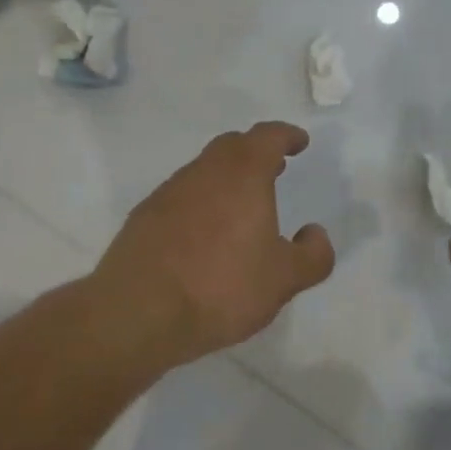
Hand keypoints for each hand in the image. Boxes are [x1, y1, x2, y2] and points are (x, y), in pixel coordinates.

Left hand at [95, 122, 334, 363]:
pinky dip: (199, 203)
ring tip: (240, 205)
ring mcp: (169, 192)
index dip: (286, 136)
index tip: (299, 142)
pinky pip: (180, 197)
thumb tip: (315, 233)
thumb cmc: (220, 287)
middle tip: (274, 168)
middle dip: (256, 152)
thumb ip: (313, 255)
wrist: (135, 313)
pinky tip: (203, 235)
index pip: (268, 137)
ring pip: (204, 170)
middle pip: (233, 145)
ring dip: (226, 177)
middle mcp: (205, 172)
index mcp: (244, 174)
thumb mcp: (283, 280)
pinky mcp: (143, 217)